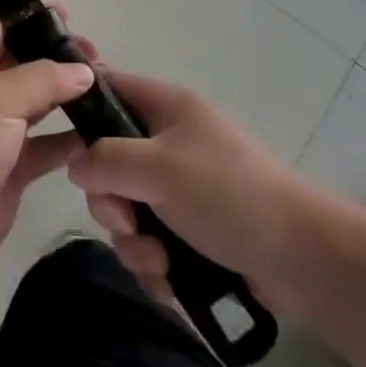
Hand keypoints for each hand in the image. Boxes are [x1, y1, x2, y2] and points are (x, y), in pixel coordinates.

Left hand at [0, 18, 92, 263]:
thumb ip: (43, 78)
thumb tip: (83, 70)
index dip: (28, 19)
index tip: (67, 17)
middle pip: (25, 62)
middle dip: (58, 56)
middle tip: (96, 55)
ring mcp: (0, 128)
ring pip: (41, 102)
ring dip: (69, 95)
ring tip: (106, 87)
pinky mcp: (16, 164)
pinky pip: (49, 144)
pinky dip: (72, 138)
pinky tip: (100, 131)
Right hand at [65, 60, 341, 314]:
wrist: (304, 259)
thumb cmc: (227, 193)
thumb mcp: (158, 167)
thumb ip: (106, 160)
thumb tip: (75, 164)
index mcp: (165, 108)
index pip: (108, 85)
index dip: (81, 105)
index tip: (62, 142)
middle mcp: (169, 142)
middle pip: (109, 161)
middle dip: (111, 201)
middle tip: (127, 220)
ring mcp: (181, 188)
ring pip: (128, 209)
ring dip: (135, 242)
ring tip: (160, 261)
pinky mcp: (193, 232)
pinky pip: (150, 243)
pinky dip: (155, 265)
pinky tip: (171, 281)